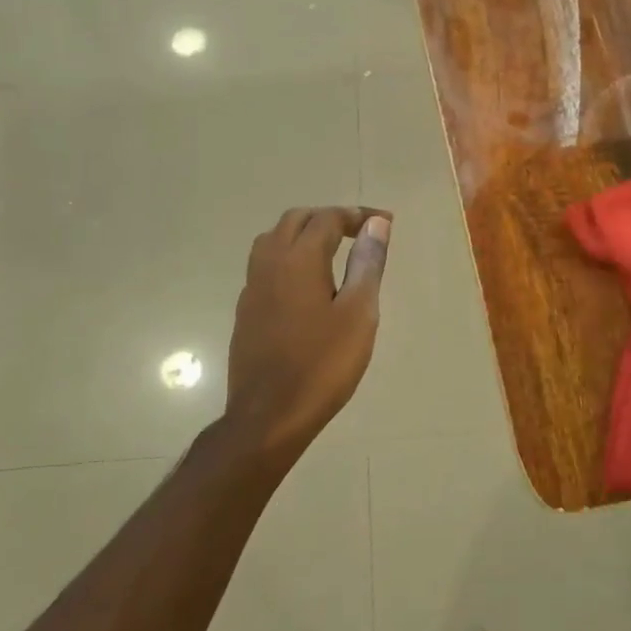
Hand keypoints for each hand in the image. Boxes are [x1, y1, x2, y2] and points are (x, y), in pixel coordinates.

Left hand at [225, 207, 390, 460]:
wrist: (269, 415)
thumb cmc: (323, 364)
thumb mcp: (358, 313)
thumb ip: (366, 264)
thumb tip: (375, 225)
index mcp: (298, 259)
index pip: (327, 218)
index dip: (358, 215)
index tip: (385, 223)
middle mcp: (269, 263)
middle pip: (295, 220)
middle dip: (328, 218)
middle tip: (360, 233)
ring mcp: (252, 288)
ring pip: (273, 240)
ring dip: (303, 234)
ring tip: (332, 251)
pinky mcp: (246, 311)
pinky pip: (265, 266)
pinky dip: (289, 258)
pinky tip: (307, 284)